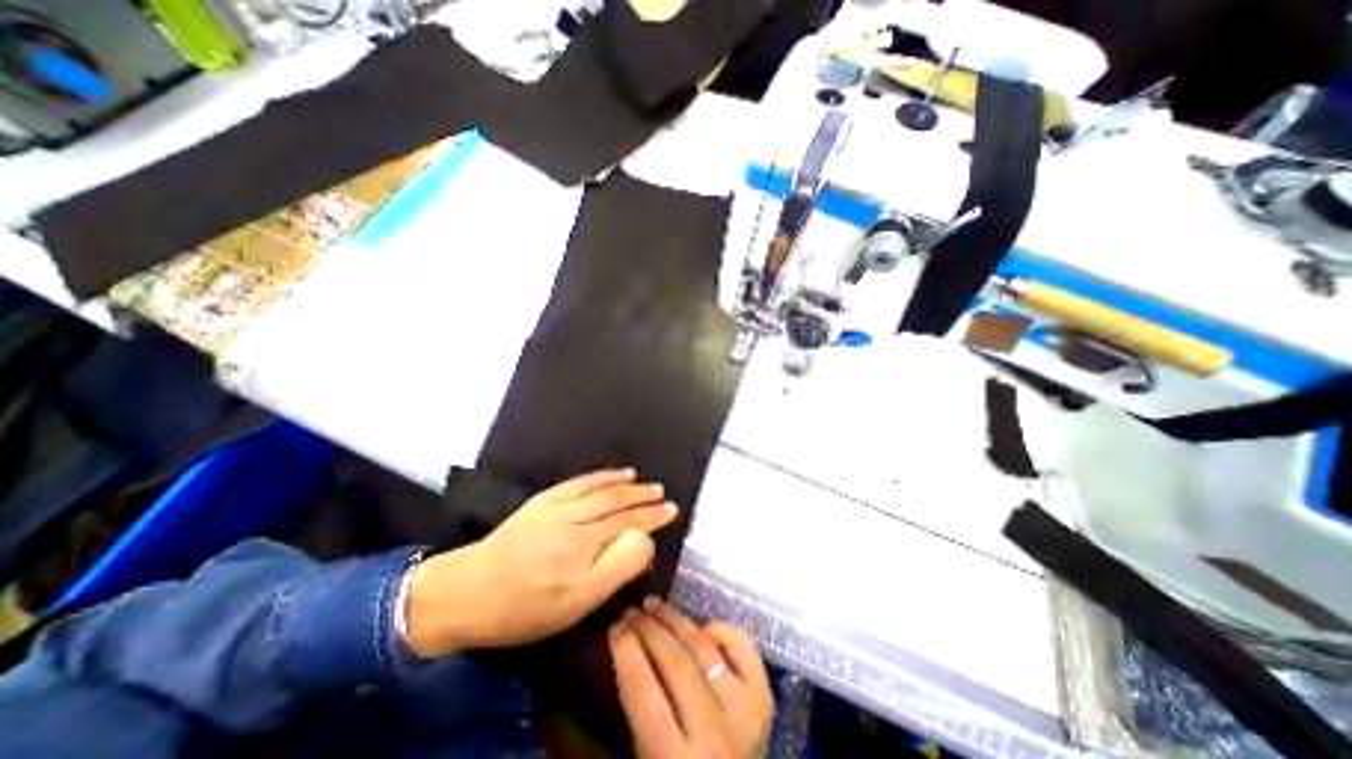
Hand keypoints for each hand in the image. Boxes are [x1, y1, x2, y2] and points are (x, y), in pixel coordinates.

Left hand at [400, 469, 674, 657]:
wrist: (466, 593)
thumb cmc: (525, 608)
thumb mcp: (577, 603)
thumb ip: (617, 568)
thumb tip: (643, 539)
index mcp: (585, 546)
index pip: (629, 523)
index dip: (653, 516)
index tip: (672, 510)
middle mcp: (575, 519)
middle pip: (617, 502)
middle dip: (643, 497)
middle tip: (662, 492)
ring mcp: (557, 506)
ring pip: (600, 489)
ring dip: (625, 483)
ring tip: (642, 480)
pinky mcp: (543, 501)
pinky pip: (579, 482)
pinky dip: (600, 475)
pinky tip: (611, 474)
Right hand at [612, 600, 769, 757]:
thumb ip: (638, 714)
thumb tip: (627, 651)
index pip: (646, 696)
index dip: (628, 654)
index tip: (615, 628)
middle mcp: (715, 734)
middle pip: (677, 665)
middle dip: (649, 630)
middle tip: (631, 612)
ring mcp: (745, 712)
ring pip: (704, 649)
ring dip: (676, 620)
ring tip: (653, 604)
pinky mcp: (764, 697)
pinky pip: (742, 647)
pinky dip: (720, 629)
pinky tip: (701, 625)